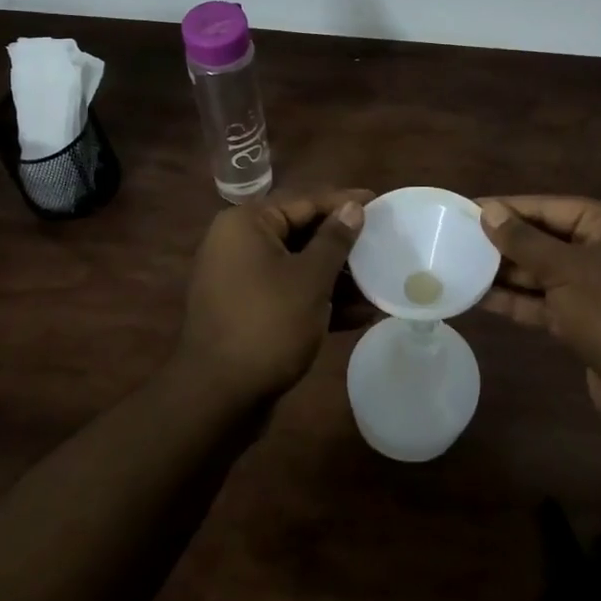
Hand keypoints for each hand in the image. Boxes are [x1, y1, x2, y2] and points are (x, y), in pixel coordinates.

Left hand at [178, 187, 372, 403]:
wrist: (218, 399)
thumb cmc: (268, 324)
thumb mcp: (310, 279)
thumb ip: (335, 240)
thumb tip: (353, 207)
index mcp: (247, 224)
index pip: (304, 201)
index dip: (343, 202)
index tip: (379, 203)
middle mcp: (239, 244)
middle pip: (301, 232)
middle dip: (343, 244)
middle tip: (382, 243)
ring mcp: (241, 279)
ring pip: (298, 266)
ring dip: (337, 277)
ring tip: (379, 283)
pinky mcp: (248, 311)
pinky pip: (289, 293)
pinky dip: (319, 300)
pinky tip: (359, 314)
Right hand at [477, 197, 600, 436]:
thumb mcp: (567, 269)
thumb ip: (524, 241)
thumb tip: (488, 211)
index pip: (550, 207)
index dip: (509, 208)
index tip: (467, 210)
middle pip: (545, 239)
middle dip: (504, 242)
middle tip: (456, 240)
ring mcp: (595, 290)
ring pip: (542, 273)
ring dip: (505, 273)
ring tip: (459, 266)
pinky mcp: (585, 324)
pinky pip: (544, 304)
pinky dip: (516, 301)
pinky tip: (480, 298)